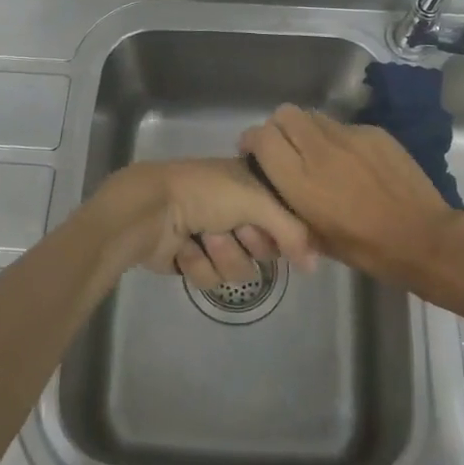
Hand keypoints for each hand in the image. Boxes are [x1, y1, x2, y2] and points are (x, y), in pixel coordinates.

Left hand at [88, 158, 317, 289]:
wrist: (149, 210)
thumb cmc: (203, 193)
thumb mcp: (255, 200)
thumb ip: (292, 231)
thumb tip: (314, 265)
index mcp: (249, 185)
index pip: (284, 218)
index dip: (281, 230)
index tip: (277, 232)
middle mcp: (233, 210)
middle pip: (263, 248)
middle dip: (248, 242)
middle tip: (233, 228)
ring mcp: (211, 236)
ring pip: (238, 269)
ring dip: (221, 254)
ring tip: (202, 236)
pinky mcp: (190, 260)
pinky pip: (210, 279)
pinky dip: (197, 264)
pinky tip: (183, 249)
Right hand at [238, 105, 463, 290]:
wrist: (423, 238)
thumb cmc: (365, 248)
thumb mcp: (314, 238)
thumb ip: (289, 206)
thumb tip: (276, 189)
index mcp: (300, 180)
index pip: (262, 136)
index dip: (253, 141)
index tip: (255, 153)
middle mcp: (320, 150)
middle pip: (284, 114)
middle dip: (279, 127)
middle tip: (287, 149)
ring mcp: (350, 136)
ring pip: (314, 116)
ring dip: (308, 131)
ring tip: (319, 154)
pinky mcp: (374, 132)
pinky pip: (344, 126)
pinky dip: (339, 139)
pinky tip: (353, 163)